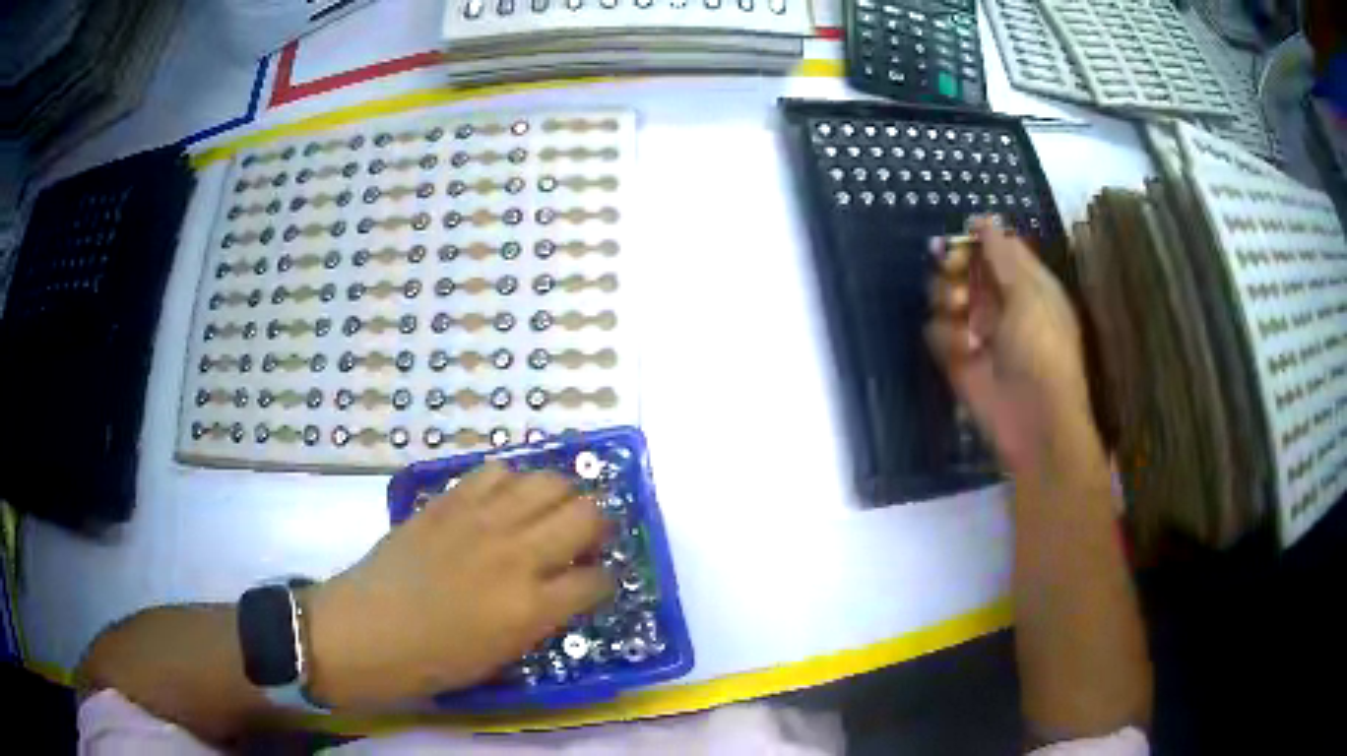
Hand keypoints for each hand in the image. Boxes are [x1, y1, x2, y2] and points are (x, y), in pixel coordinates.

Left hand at [304, 462, 612, 708]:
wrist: (367, 631)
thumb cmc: (435, 661)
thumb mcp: (503, 655)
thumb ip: (543, 617)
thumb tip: (567, 588)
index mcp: (531, 608)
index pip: (596, 580)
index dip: (603, 581)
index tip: (595, 581)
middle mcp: (516, 556)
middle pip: (586, 514)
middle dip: (596, 527)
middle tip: (584, 540)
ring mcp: (481, 522)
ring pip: (548, 481)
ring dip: (561, 497)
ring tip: (550, 512)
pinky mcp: (449, 501)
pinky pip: (497, 471)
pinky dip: (511, 482)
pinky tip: (503, 502)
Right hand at [926, 216, 1093, 476]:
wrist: (1034, 421)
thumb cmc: (1043, 351)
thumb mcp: (1030, 295)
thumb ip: (1003, 255)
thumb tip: (983, 218)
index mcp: (1025, 282)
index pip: (994, 247)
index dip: (976, 240)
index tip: (964, 239)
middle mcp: (998, 300)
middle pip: (962, 265)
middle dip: (954, 264)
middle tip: (954, 271)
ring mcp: (975, 328)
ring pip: (943, 293)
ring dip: (947, 298)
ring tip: (961, 314)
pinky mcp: (956, 358)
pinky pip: (935, 330)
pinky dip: (945, 337)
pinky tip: (963, 350)